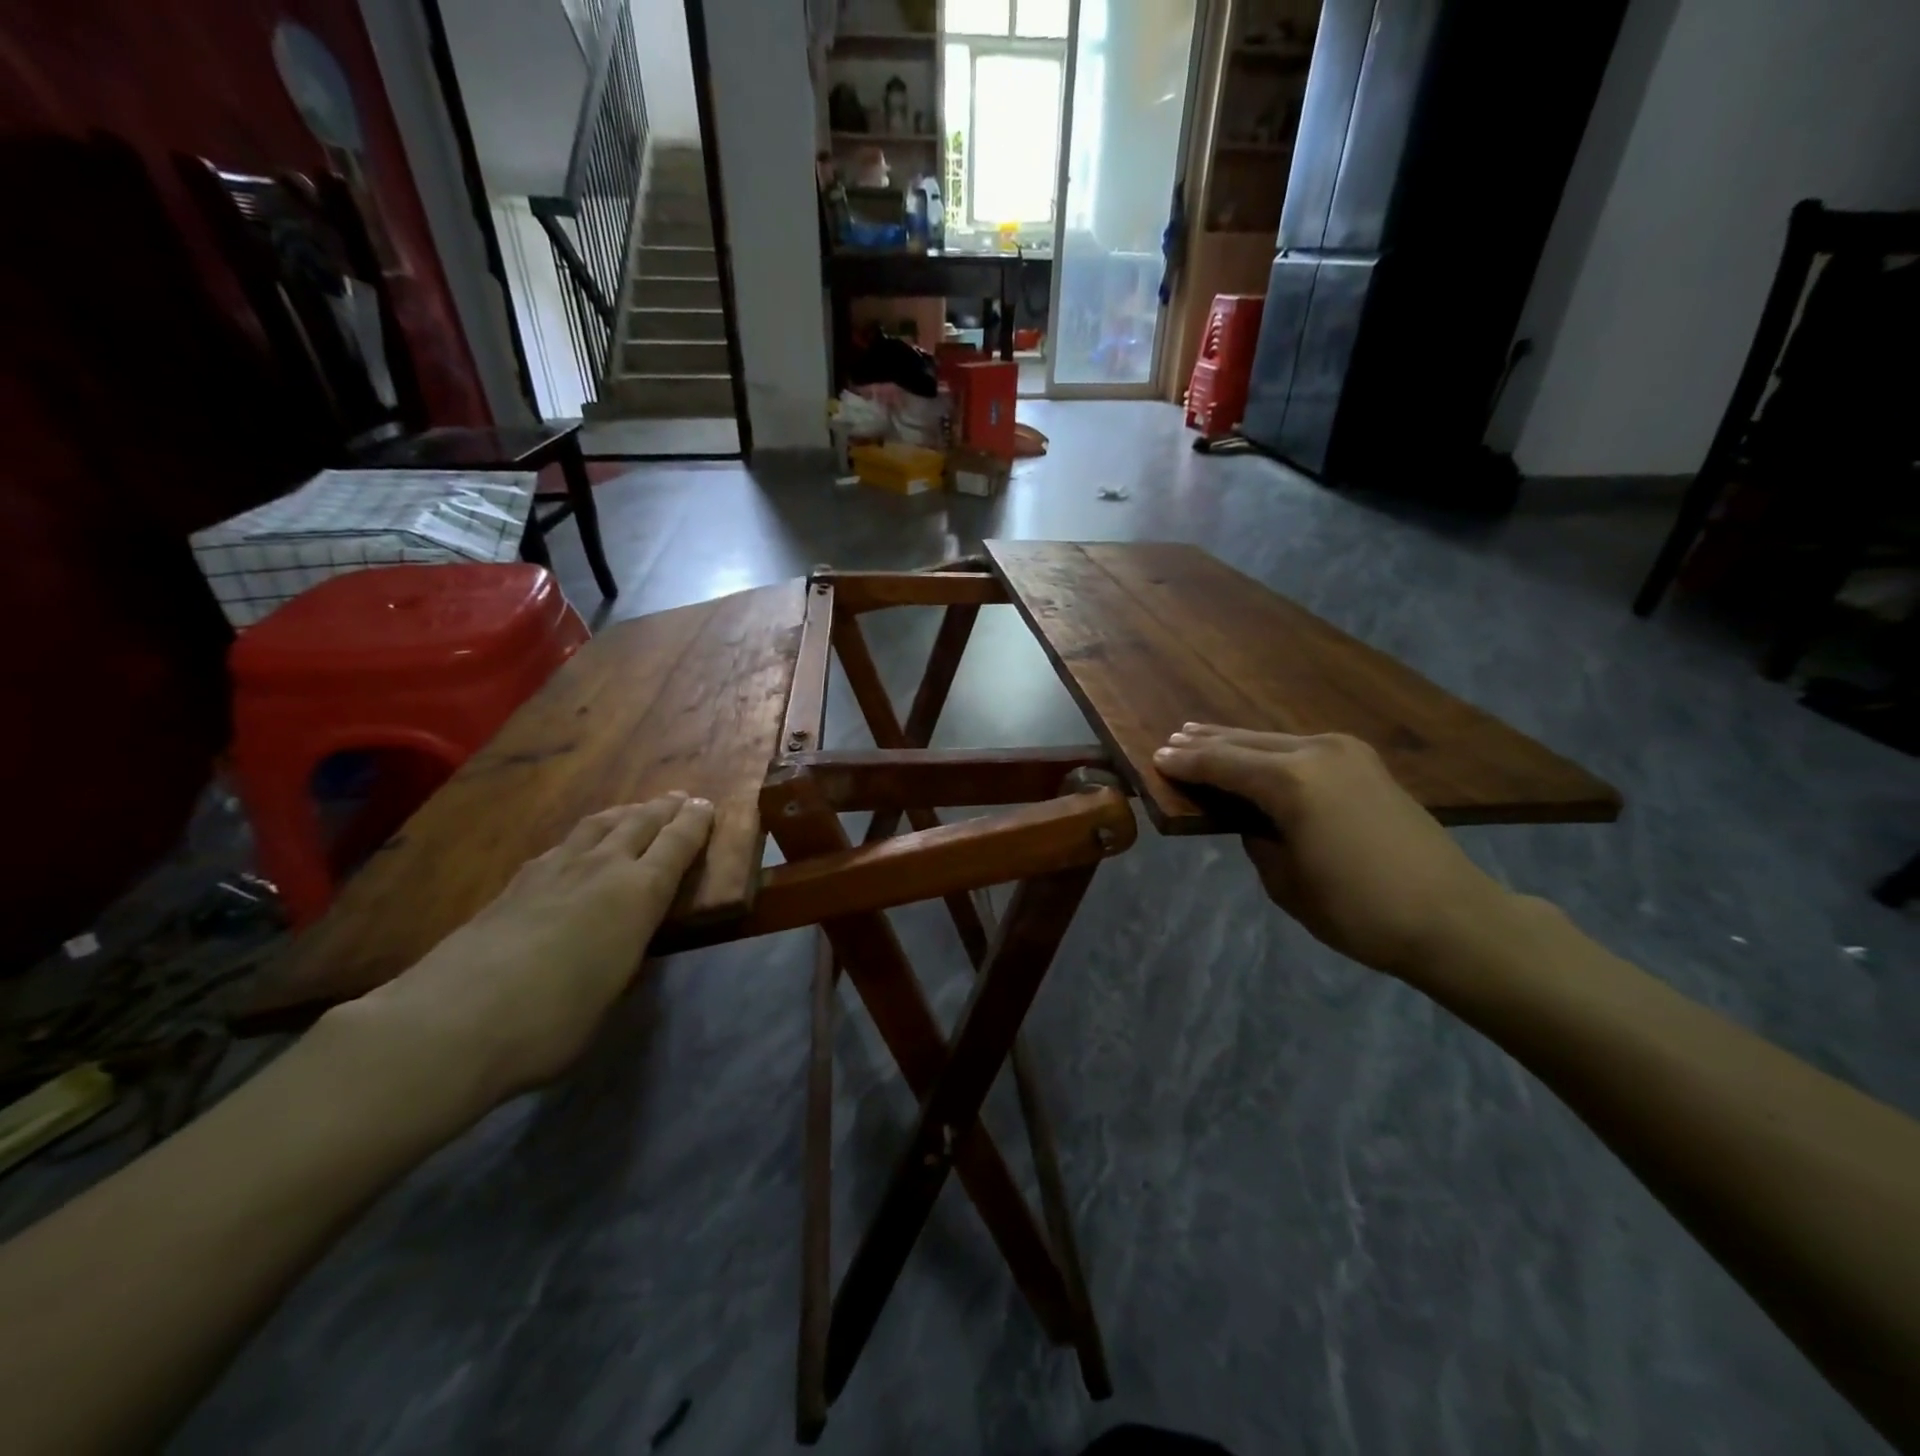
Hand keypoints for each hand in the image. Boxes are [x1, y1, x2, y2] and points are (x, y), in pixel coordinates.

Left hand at [336, 794, 714, 1107]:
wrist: (451, 1022)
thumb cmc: (552, 1021)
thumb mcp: (612, 995)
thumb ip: (624, 959)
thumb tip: (621, 950)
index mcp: (638, 894)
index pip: (676, 844)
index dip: (694, 822)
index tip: (705, 805)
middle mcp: (601, 869)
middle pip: (639, 823)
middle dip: (663, 809)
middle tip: (678, 798)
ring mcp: (553, 871)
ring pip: (597, 826)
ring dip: (623, 814)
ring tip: (634, 811)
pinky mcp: (514, 884)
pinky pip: (561, 845)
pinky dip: (581, 838)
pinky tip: (575, 848)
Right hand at [1153, 725, 1516, 977]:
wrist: (1453, 917)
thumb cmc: (1359, 911)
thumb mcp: (1286, 883)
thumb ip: (1258, 839)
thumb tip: (1253, 819)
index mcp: (1291, 784)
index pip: (1223, 766)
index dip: (1187, 764)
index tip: (1156, 759)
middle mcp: (1316, 754)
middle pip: (1246, 743)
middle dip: (1207, 743)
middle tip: (1172, 740)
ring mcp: (1346, 753)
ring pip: (1274, 740)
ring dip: (1237, 741)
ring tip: (1201, 735)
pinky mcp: (1366, 763)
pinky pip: (1301, 747)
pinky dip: (1269, 748)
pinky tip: (1256, 751)